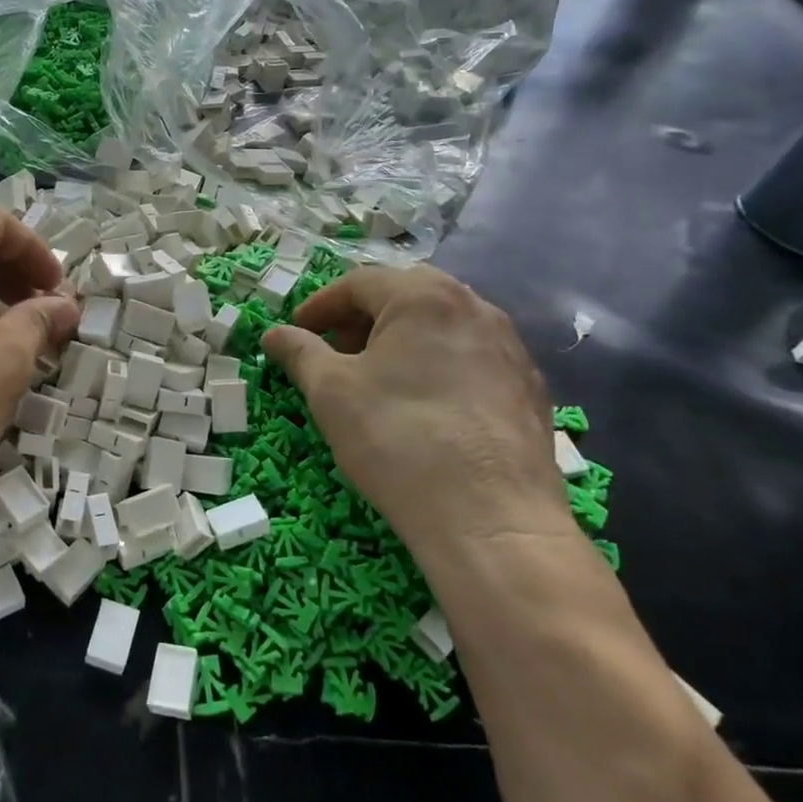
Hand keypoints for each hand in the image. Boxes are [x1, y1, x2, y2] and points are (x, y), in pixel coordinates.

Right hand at [262, 266, 565, 557]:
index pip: (359, 283)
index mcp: (424, 296)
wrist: (491, 518)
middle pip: (405, 297)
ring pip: (441, 326)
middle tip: (335, 352)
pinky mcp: (529, 387)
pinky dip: (438, 366)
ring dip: (401, 341)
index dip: (319, 306)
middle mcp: (474, 307)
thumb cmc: (398, 438)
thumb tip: (273, 334)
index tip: (296, 332)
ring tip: (376, 379)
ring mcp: (510, 347)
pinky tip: (424, 407)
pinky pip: (471, 359)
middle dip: (362, 319)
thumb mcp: (330, 392)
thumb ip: (299, 352)